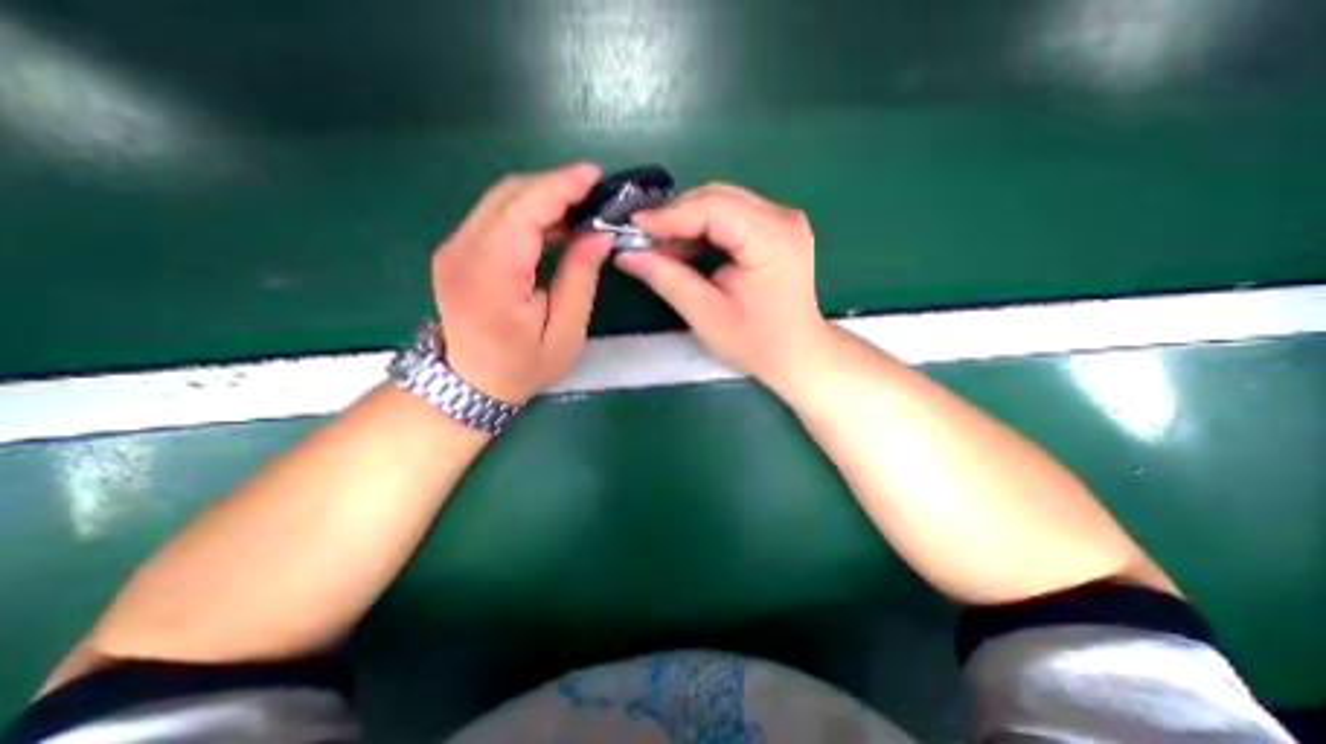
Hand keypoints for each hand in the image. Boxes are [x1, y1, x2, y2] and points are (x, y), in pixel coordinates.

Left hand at [433, 164, 612, 405]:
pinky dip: (527, 211)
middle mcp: (462, 251)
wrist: (468, 383)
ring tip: (579, 209)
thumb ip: (580, 279)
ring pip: (500, 200)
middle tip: (593, 195)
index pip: (523, 211)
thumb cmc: (522, 366)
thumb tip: (598, 235)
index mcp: (491, 276)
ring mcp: (453, 247)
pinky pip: (494, 215)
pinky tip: (554, 225)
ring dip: (542, 197)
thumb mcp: (565, 332)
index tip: (593, 175)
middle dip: (554, 185)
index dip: (559, 186)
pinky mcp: (456, 250)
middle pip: (508, 195)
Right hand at [614, 182, 826, 390]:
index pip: (712, 208)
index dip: (669, 215)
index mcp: (771, 237)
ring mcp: (782, 220)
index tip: (633, 226)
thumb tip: (626, 254)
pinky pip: (732, 217)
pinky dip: (703, 230)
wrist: (797, 354)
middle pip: (717, 198)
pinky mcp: (776, 229)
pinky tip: (684, 249)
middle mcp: (782, 217)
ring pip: (722, 204)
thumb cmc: (757, 342)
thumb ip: (667, 279)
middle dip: (675, 217)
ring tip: (660, 247)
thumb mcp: (706, 315)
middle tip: (643, 239)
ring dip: (687, 223)